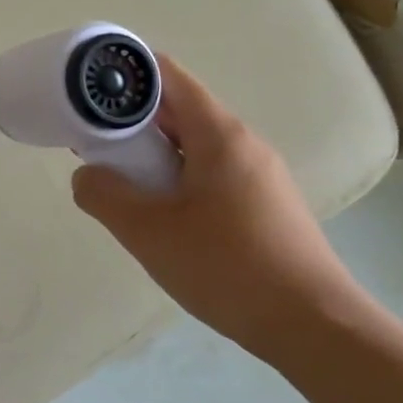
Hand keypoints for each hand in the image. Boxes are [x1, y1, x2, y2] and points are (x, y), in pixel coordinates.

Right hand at [70, 53, 368, 360]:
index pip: (168, 76)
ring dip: (152, 154)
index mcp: (220, 134)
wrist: (315, 329)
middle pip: (178, 110)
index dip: (126, 74)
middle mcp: (244, 144)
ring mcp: (259, 176)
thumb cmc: (227, 267)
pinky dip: (175, 179)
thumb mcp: (147, 231)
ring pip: (193, 146)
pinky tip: (160, 215)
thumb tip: (87, 175)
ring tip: (119, 182)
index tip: (89, 89)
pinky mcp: (265, 206)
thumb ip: (103, 194)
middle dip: (130, 121)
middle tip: (90, 142)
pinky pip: (209, 174)